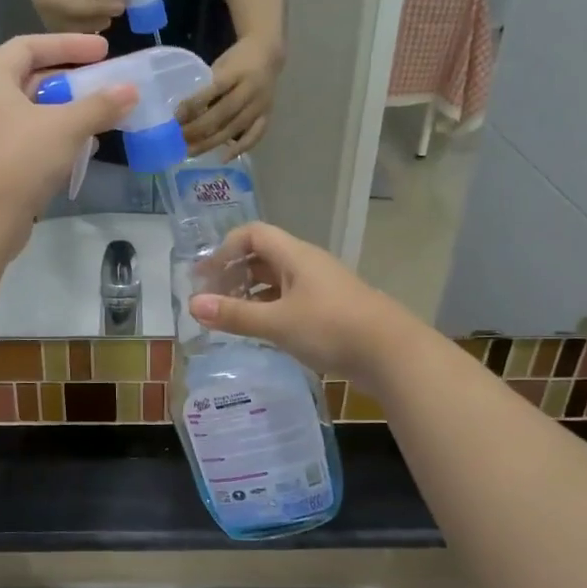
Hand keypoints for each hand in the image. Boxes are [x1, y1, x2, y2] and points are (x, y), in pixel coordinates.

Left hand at [0, 34, 137, 244]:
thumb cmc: (18, 159)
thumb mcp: (65, 127)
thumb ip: (99, 106)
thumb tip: (130, 90)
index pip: (28, 47)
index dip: (67, 45)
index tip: (103, 50)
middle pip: (29, 80)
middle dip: (69, 82)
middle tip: (103, 86)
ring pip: (30, 115)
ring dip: (65, 115)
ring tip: (99, 120)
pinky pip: (27, 143)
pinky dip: (54, 141)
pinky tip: (80, 152)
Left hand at [179, 35, 281, 155]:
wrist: (269, 54)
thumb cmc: (237, 60)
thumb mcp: (221, 65)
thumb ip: (207, 87)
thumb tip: (183, 113)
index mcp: (237, 72)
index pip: (213, 89)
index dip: (194, 104)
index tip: (175, 118)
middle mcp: (251, 90)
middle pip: (223, 114)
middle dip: (198, 129)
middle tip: (178, 140)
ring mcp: (260, 105)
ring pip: (234, 128)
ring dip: (211, 142)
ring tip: (191, 151)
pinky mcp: (267, 115)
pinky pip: (254, 136)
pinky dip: (239, 148)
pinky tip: (223, 158)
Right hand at [188, 222, 411, 380]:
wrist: (392, 353)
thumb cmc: (331, 328)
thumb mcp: (277, 323)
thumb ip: (235, 315)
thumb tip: (194, 304)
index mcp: (295, 256)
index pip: (253, 234)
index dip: (225, 249)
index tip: (205, 276)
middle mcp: (308, 264)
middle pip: (264, 256)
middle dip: (234, 272)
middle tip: (211, 297)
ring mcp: (322, 287)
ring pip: (278, 280)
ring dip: (251, 292)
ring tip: (230, 315)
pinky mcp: (331, 310)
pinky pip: (291, 299)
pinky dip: (270, 308)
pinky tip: (262, 330)